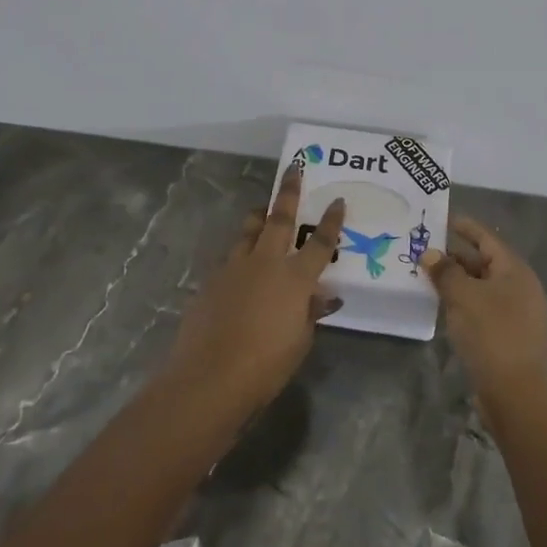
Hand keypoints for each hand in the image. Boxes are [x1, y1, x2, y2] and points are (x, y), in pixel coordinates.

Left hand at [166, 164, 344, 415]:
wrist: (210, 377)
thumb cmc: (266, 366)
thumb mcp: (300, 341)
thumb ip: (310, 313)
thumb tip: (320, 296)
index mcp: (294, 278)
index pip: (320, 243)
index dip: (331, 221)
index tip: (337, 200)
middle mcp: (265, 263)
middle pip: (279, 218)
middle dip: (288, 192)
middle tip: (293, 168)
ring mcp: (234, 268)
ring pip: (249, 232)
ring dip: (259, 218)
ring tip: (263, 211)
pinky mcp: (211, 281)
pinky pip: (231, 259)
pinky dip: (241, 255)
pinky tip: (241, 268)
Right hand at [423, 216, 546, 402]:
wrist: (520, 394)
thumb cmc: (493, 334)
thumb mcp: (464, 297)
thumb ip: (445, 272)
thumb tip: (430, 254)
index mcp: (514, 270)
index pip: (486, 239)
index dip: (465, 227)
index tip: (442, 219)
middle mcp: (518, 288)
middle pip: (483, 263)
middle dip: (455, 256)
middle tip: (424, 250)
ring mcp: (515, 314)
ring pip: (481, 289)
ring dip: (456, 282)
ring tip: (426, 277)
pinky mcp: (507, 338)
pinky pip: (481, 310)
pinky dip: (462, 304)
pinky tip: (442, 308)